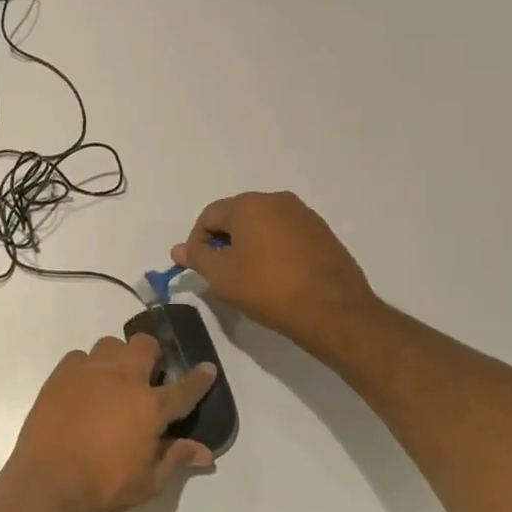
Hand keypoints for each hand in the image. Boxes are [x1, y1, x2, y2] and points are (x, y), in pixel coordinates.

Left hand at [0, 334, 216, 511]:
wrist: (48, 481)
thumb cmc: (104, 485)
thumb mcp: (149, 482)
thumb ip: (175, 458)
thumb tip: (204, 452)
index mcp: (150, 406)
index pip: (184, 388)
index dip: (199, 378)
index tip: (207, 368)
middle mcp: (122, 378)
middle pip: (144, 346)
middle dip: (152, 354)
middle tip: (149, 375)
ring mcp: (89, 372)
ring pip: (110, 345)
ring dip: (118, 357)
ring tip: (114, 379)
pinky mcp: (61, 374)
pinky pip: (79, 357)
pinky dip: (86, 367)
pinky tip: (84, 387)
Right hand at [173, 192, 382, 359]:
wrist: (333, 311)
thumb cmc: (268, 289)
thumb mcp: (222, 276)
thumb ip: (197, 258)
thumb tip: (179, 249)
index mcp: (249, 205)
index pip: (209, 216)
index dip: (197, 241)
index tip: (200, 267)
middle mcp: (277, 200)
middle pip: (236, 216)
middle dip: (224, 241)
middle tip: (222, 272)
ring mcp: (304, 215)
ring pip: (262, 224)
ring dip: (249, 244)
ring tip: (249, 276)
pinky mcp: (322, 232)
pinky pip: (285, 234)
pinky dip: (273, 249)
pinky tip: (276, 276)